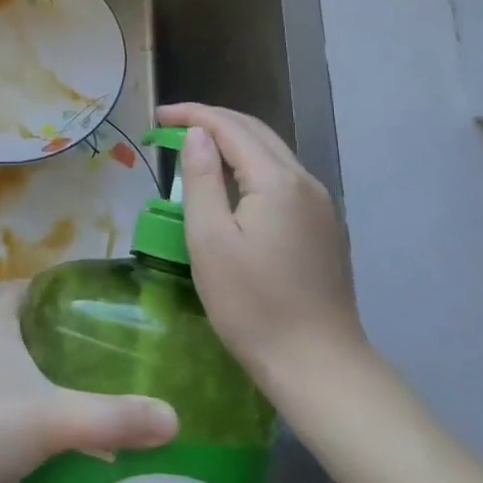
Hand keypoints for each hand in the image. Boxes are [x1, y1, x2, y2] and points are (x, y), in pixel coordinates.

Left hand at [0, 284, 177, 482]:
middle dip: (59, 339)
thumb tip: (173, 418)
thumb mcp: (55, 417)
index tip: (96, 309)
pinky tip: (51, 435)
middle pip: (23, 326)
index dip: (61, 292)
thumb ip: (113, 417)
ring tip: (85, 395)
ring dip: (41, 376)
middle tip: (102, 357)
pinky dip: (24, 407)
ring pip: (11, 364)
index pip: (30, 287)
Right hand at [157, 103, 363, 382]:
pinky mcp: (324, 227)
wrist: (319, 367)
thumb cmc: (253, 306)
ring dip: (233, 141)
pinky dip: (252, 164)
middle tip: (171, 125)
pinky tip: (232, 183)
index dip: (192, 115)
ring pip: (272, 153)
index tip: (157, 115)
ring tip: (196, 148)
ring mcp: (320, 205)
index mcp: (277, 181)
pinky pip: (283, 177)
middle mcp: (305, 182)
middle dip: (213, 121)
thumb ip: (202, 180)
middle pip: (256, 132)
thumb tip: (197, 135)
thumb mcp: (210, 241)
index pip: (230, 127)